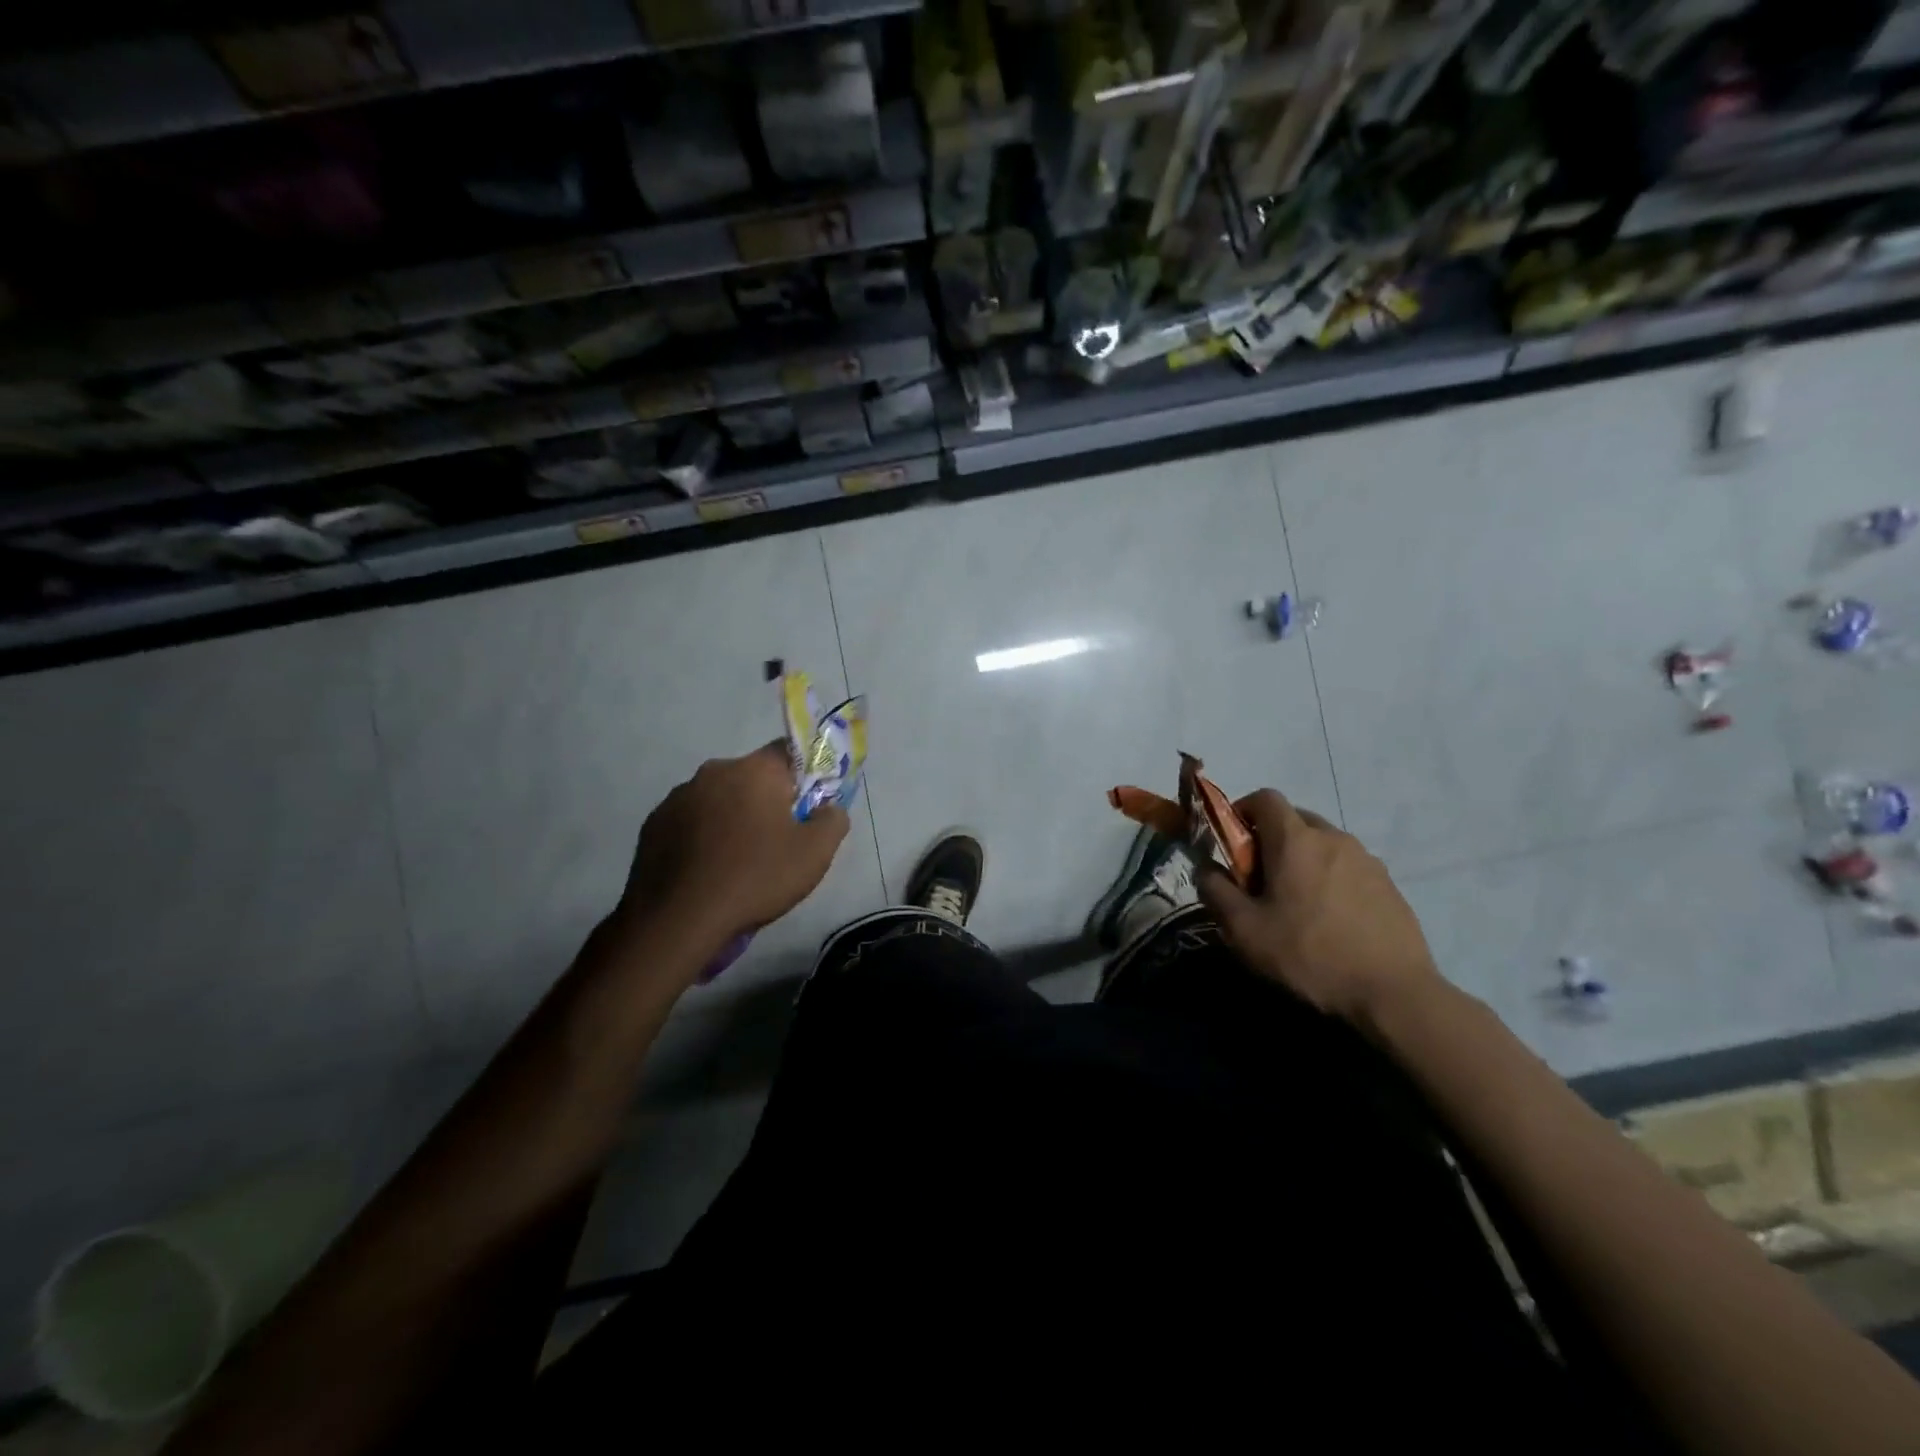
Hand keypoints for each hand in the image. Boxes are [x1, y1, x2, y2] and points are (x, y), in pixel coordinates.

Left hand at [614, 742, 849, 952]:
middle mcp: (713, 771)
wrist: (678, 921)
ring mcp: (678, 797)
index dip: (804, 777)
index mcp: (754, 770)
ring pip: (719, 799)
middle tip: (777, 841)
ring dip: (732, 818)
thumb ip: (833, 820)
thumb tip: (828, 808)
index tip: (807, 808)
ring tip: (738, 861)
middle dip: (766, 801)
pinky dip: (702, 837)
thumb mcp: (815, 853)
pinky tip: (708, 870)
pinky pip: (690, 821)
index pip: (788, 751)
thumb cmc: (755, 878)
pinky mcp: (653, 824)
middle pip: (752, 777)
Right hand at [1197, 790, 1440, 1027]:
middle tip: (1260, 878)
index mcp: (1295, 839)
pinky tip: (1330, 919)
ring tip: (1297, 902)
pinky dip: (1331, 878)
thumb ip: (1215, 891)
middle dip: (1271, 838)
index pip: (1265, 797)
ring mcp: (1366, 859)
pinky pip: (1348, 866)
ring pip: (1322, 843)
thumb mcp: (1245, 930)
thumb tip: (1206, 869)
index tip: (1233, 844)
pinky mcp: (1388, 883)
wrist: (1394, 992)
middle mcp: (1332, 837)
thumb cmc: (1309, 954)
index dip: (1242, 811)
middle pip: (1294, 818)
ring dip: (1302, 859)